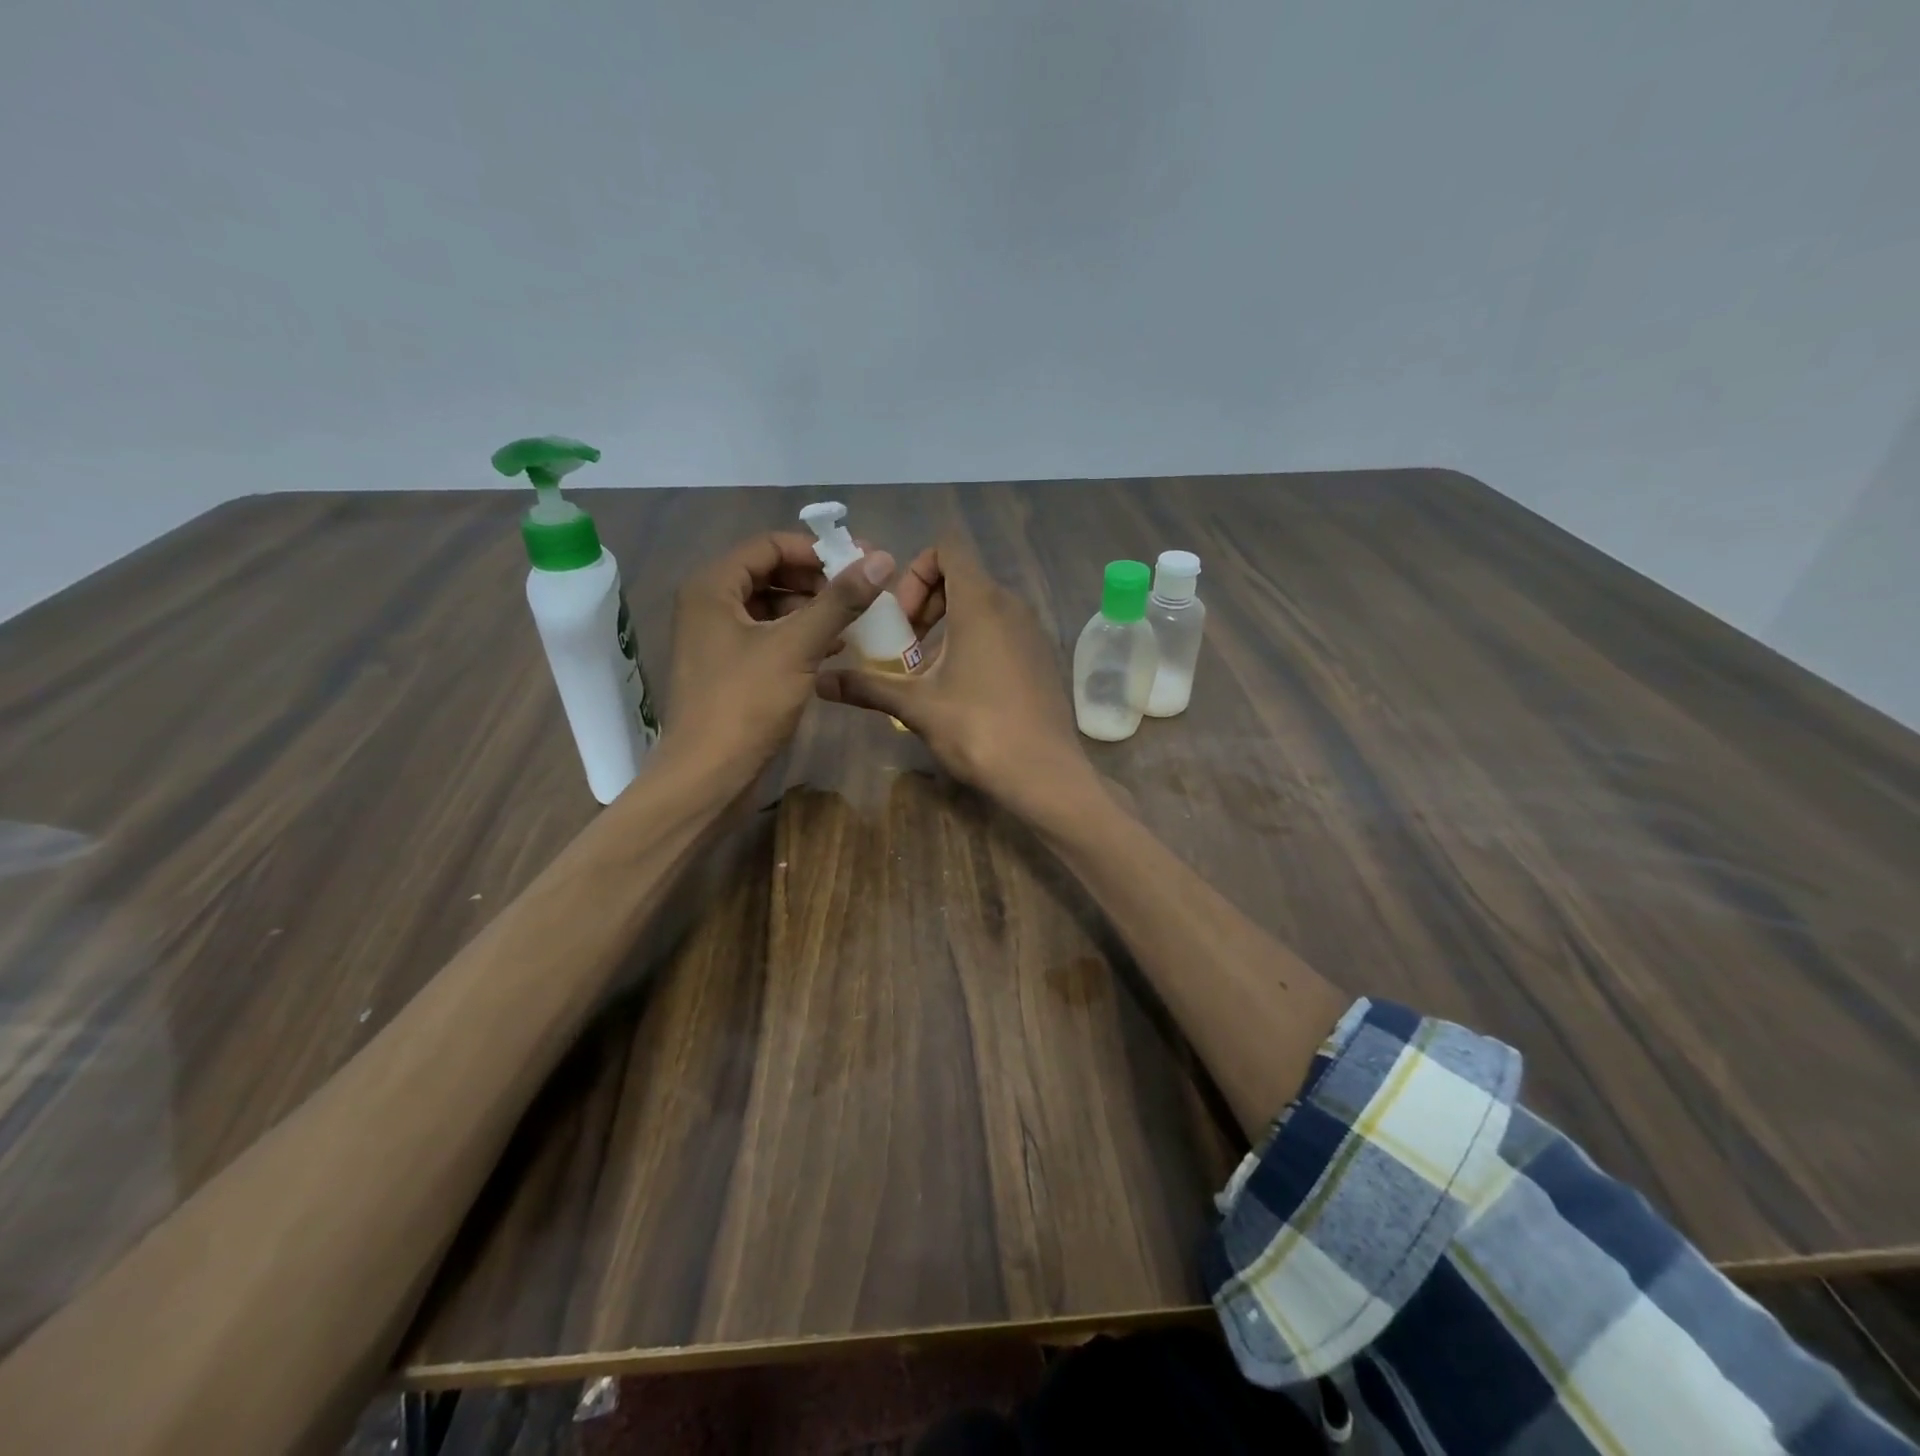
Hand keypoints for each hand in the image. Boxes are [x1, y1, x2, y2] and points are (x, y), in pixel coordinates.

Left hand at [659, 532, 891, 795]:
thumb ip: (840, 601)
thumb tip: (882, 559)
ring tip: (854, 619)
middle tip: (861, 591)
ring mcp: (717, 638)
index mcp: (713, 587)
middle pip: (770, 573)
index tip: (859, 563)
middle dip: (817, 580)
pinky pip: (769, 637)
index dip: (816, 550)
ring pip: (772, 607)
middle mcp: (709, 604)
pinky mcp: (729, 668)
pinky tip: (835, 648)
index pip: (769, 545)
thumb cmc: (746, 703)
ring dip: (813, 609)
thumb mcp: (797, 646)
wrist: (709, 775)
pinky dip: (801, 636)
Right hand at [815, 536, 1089, 812]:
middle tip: (906, 646)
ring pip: (983, 606)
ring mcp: (1032, 630)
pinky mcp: (1041, 656)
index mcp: (980, 602)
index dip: (916, 570)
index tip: (903, 616)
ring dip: (949, 626)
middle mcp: (1011, 605)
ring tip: (929, 672)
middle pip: (963, 576)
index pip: (948, 546)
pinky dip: (976, 642)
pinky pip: (1003, 630)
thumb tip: (820, 684)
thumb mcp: (916, 706)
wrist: (1044, 773)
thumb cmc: (977, 729)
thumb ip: (868, 687)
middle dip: (927, 602)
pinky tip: (963, 688)